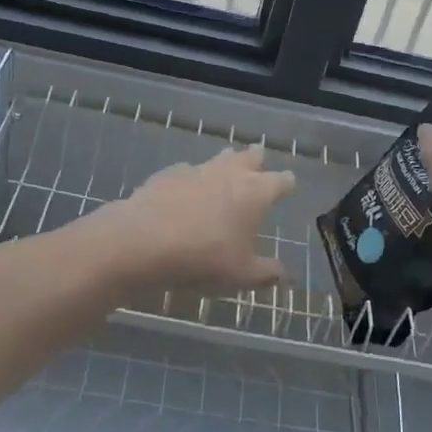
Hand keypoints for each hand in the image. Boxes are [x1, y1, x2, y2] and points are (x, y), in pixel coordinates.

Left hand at [102, 145, 296, 292]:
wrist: (144, 240)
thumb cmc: (204, 257)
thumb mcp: (241, 275)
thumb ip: (266, 272)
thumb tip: (284, 274)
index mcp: (256, 193)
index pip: (281, 180)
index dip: (286, 184)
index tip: (288, 186)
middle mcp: (230, 173)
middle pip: (251, 156)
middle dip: (257, 161)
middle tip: (258, 167)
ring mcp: (198, 169)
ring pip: (219, 158)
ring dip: (225, 165)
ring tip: (224, 176)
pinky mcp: (169, 173)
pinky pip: (187, 172)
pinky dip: (191, 181)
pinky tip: (184, 195)